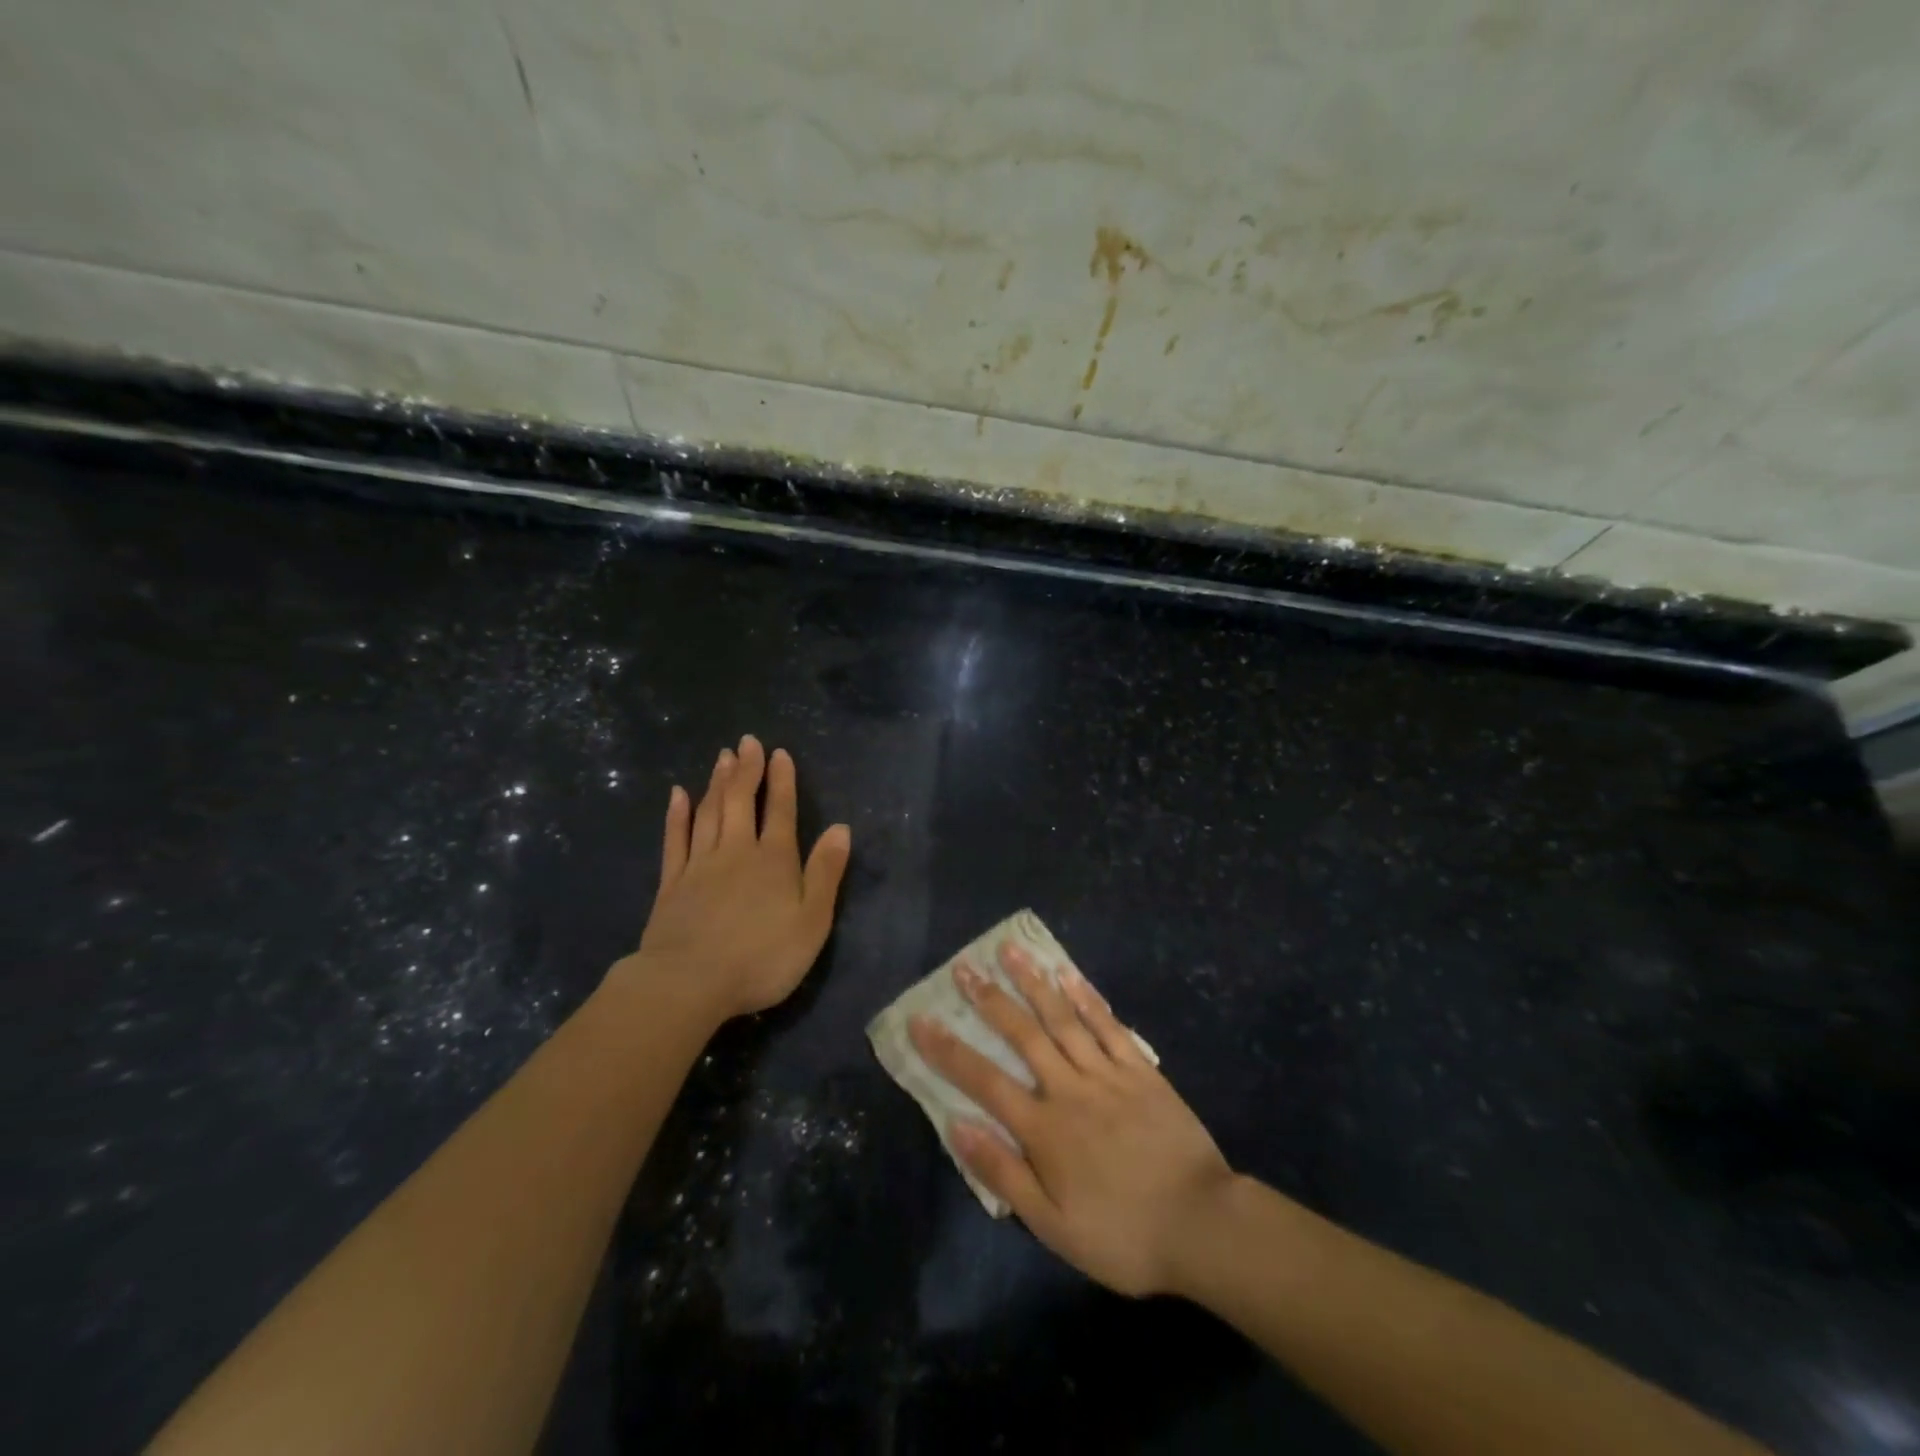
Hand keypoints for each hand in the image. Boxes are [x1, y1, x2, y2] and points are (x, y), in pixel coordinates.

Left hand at [609, 735, 851, 1023]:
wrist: (689, 982)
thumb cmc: (762, 956)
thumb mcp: (812, 921)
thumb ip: (825, 872)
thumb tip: (841, 828)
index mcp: (774, 860)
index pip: (781, 811)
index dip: (782, 781)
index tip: (780, 753)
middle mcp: (737, 852)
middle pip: (741, 802)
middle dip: (746, 770)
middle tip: (747, 742)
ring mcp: (700, 865)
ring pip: (709, 813)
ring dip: (717, 783)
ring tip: (722, 757)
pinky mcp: (671, 883)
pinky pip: (675, 839)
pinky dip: (677, 815)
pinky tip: (678, 795)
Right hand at [909, 940, 1234, 1296]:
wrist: (1202, 1225)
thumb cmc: (1122, 1234)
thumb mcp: (1053, 1225)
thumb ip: (1003, 1174)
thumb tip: (957, 1125)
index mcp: (1044, 1128)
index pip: (984, 1080)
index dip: (948, 1050)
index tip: (920, 1020)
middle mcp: (1069, 1088)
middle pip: (1022, 1035)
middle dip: (988, 999)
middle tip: (964, 967)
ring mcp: (1107, 1073)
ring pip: (1062, 1018)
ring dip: (1033, 982)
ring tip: (1010, 951)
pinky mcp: (1141, 1070)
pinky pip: (1109, 1025)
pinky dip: (1087, 997)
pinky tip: (1068, 974)